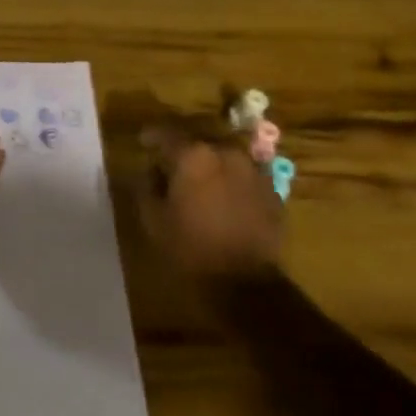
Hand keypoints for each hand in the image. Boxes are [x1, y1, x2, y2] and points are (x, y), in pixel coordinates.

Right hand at [139, 117, 283, 280]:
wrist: (247, 283)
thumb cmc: (192, 249)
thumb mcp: (153, 220)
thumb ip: (147, 187)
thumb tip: (152, 171)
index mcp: (193, 156)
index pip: (166, 133)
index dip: (151, 136)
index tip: (143, 142)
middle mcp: (225, 152)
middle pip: (198, 141)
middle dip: (183, 151)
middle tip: (171, 166)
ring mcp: (253, 169)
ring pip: (224, 156)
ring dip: (210, 164)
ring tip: (201, 182)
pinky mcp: (272, 189)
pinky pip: (244, 175)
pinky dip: (231, 180)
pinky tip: (225, 199)